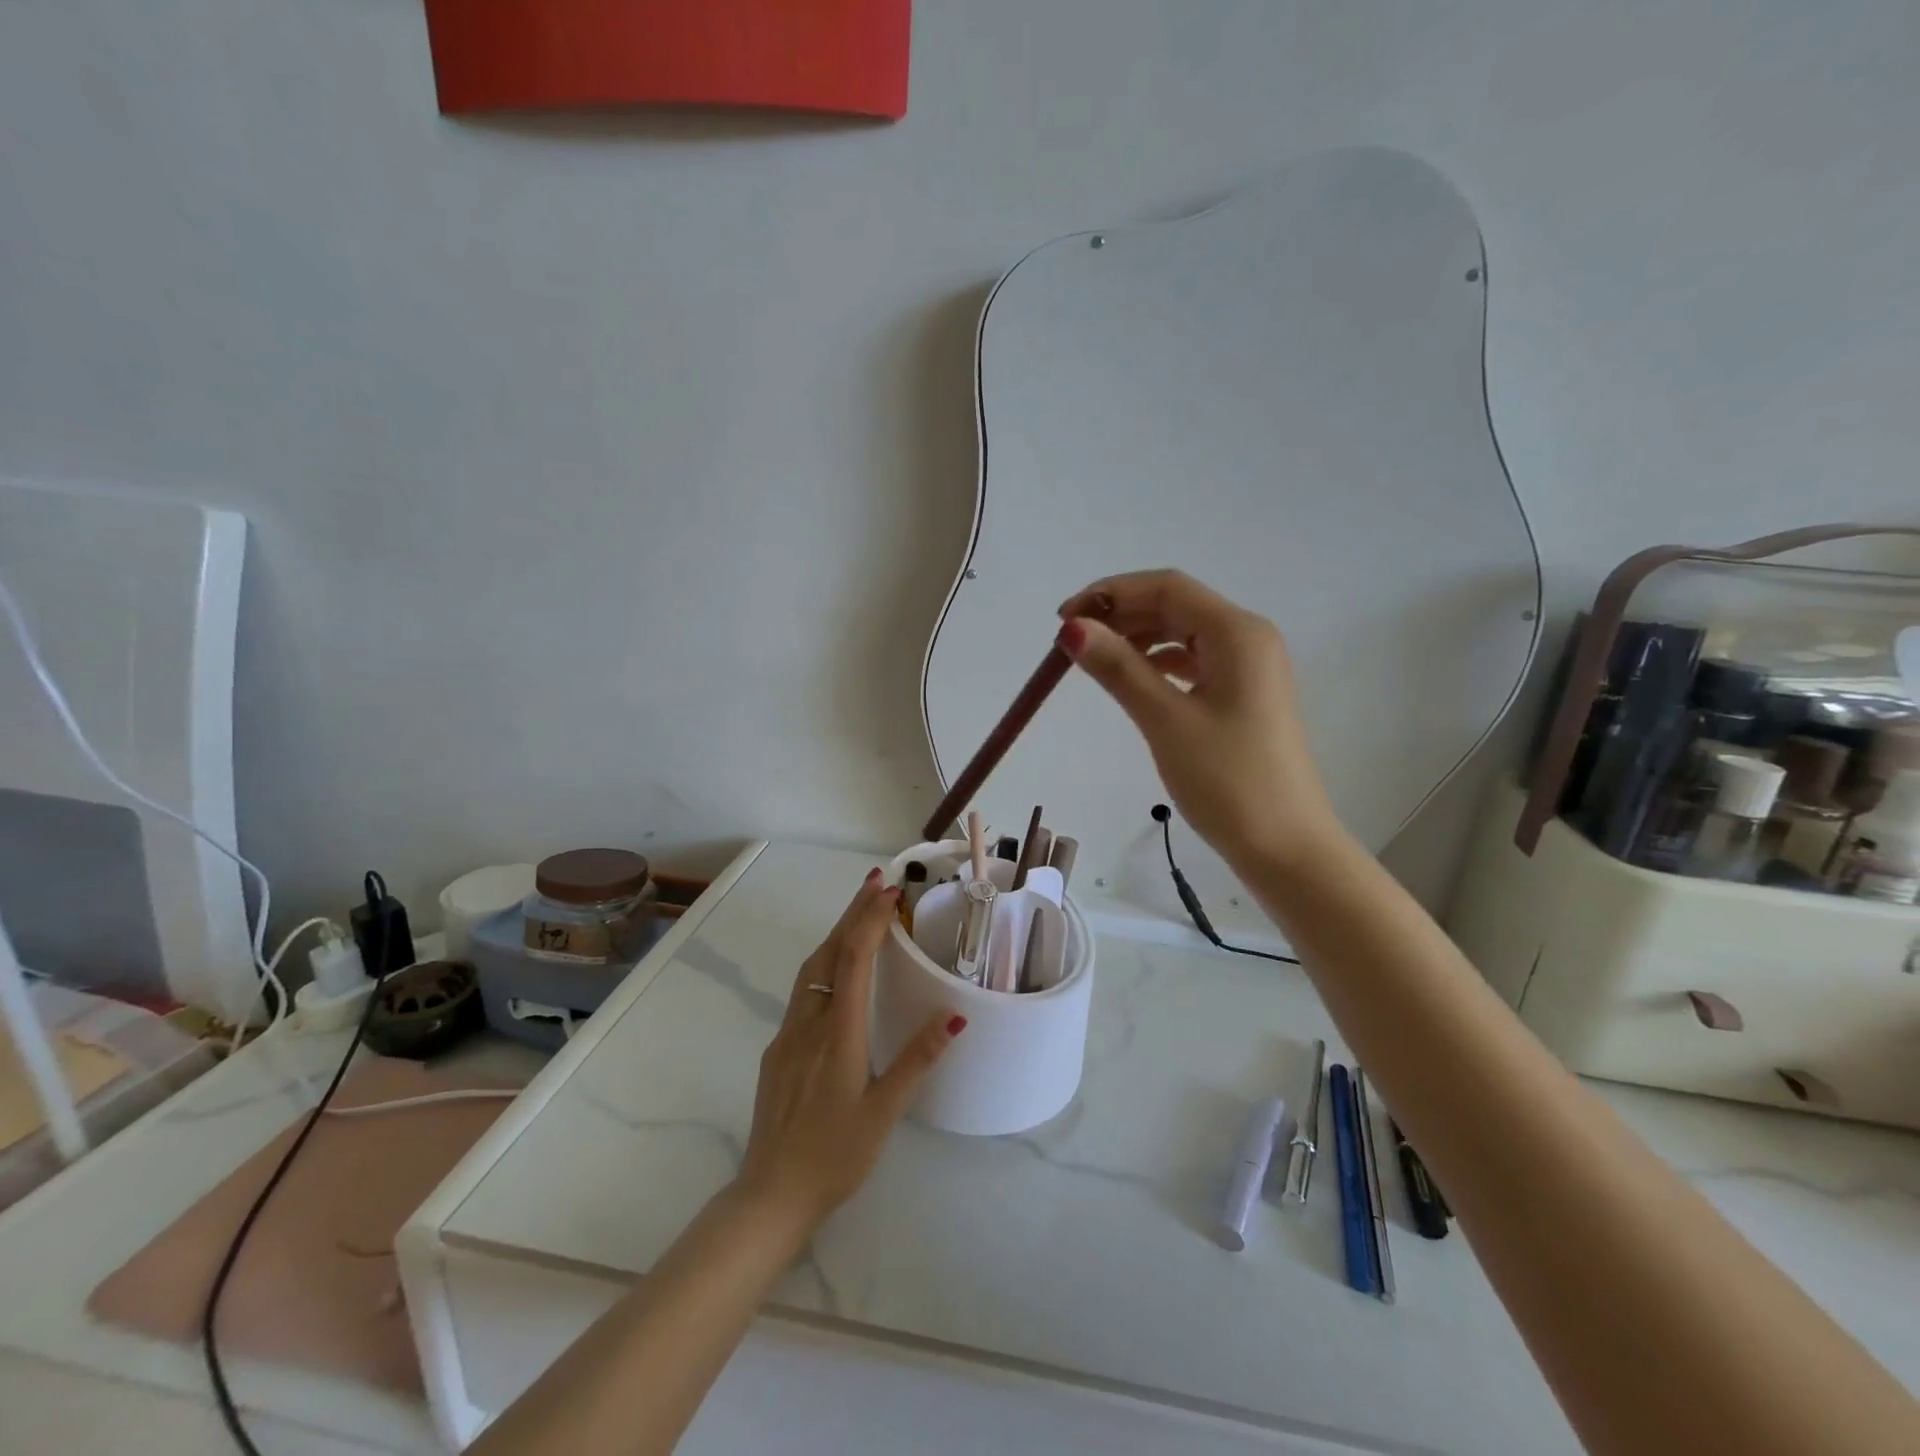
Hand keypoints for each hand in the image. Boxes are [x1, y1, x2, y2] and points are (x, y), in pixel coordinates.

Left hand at [735, 871, 964, 1230]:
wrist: (770, 1195)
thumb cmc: (835, 1156)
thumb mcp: (884, 1112)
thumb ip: (917, 1060)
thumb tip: (954, 1015)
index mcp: (838, 1034)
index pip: (853, 960)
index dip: (870, 921)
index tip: (889, 891)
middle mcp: (808, 1023)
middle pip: (828, 952)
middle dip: (852, 913)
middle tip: (876, 883)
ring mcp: (788, 1035)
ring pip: (811, 970)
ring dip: (836, 935)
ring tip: (860, 914)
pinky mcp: (779, 1050)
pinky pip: (804, 991)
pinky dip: (825, 964)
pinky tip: (837, 973)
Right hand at [1058, 569, 1341, 867]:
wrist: (1286, 846)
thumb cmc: (1227, 780)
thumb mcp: (1165, 720)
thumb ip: (1118, 668)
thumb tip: (1072, 629)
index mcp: (1237, 633)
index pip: (1166, 587)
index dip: (1110, 593)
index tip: (1063, 620)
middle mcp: (1248, 638)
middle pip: (1176, 605)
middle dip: (1121, 614)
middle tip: (1071, 641)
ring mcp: (1250, 667)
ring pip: (1184, 633)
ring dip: (1138, 638)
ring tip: (1094, 659)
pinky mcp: (1244, 694)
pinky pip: (1194, 661)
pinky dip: (1159, 662)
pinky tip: (1133, 678)